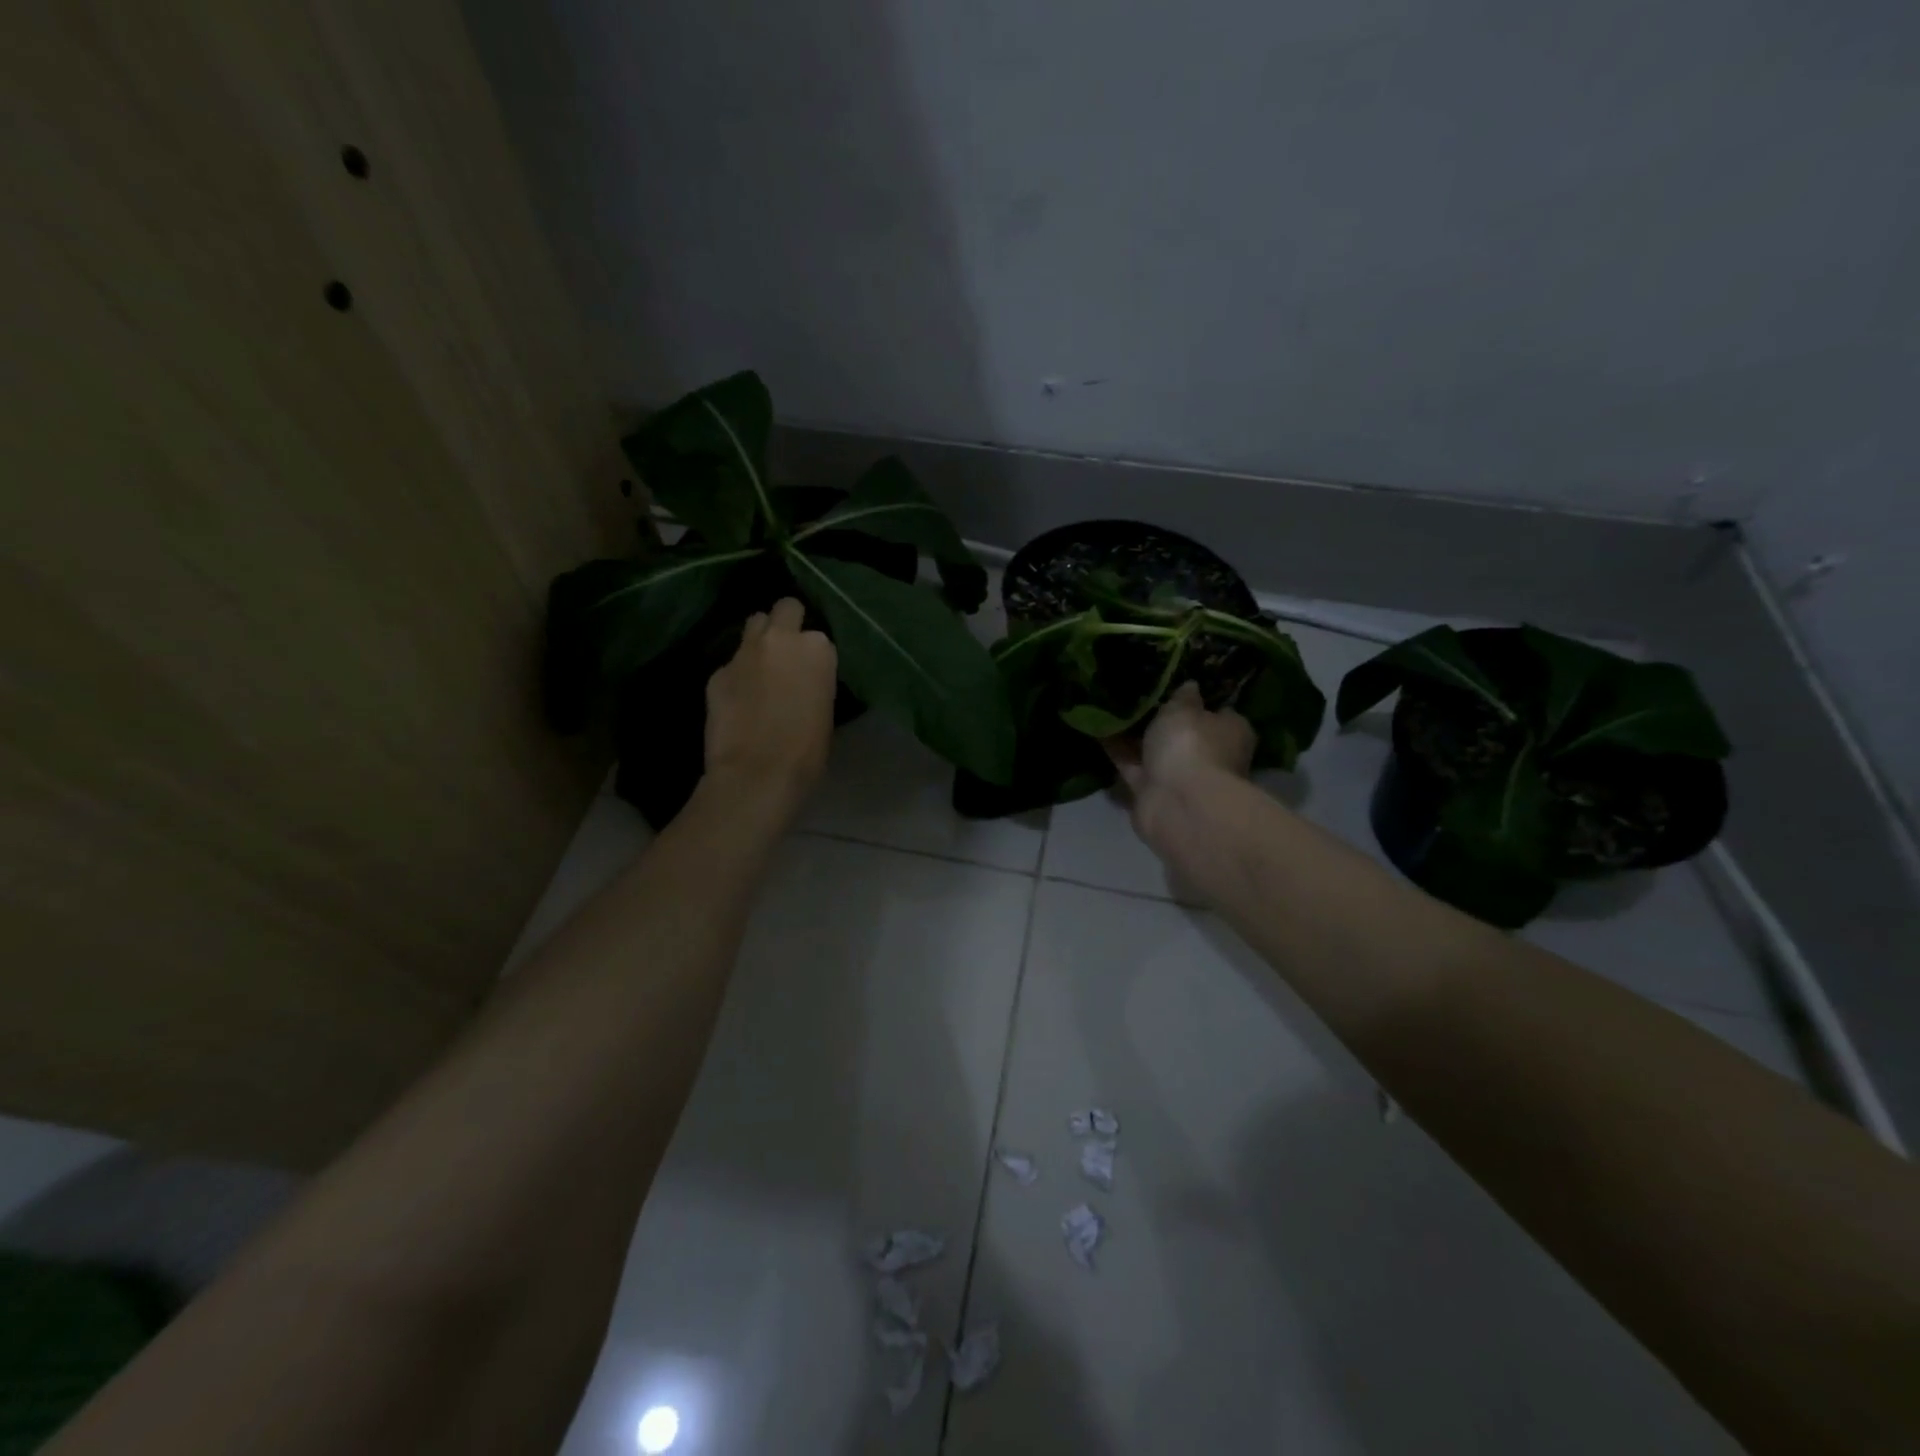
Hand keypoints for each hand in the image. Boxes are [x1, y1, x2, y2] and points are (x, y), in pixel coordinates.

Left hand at [704, 598, 837, 809]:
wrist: (758, 773)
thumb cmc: (807, 752)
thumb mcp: (824, 711)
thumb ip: (813, 682)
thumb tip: (801, 681)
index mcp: (817, 650)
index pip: (817, 636)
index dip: (812, 653)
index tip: (810, 671)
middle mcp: (781, 639)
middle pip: (784, 608)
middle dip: (785, 623)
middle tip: (785, 651)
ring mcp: (745, 652)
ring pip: (753, 624)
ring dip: (759, 639)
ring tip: (760, 668)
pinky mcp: (717, 671)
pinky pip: (730, 663)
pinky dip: (736, 675)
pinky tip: (737, 701)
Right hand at [1105, 681, 1254, 841]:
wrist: (1177, 803)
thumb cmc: (1191, 746)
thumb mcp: (1184, 709)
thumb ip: (1183, 697)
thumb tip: (1191, 685)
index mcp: (1230, 732)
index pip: (1217, 711)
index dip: (1197, 699)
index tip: (1173, 684)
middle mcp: (1209, 756)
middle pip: (1184, 734)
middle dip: (1162, 720)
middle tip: (1136, 694)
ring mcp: (1180, 777)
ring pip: (1155, 752)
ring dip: (1135, 737)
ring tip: (1109, 707)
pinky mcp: (1152, 793)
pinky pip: (1132, 766)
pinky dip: (1117, 752)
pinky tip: (1097, 730)